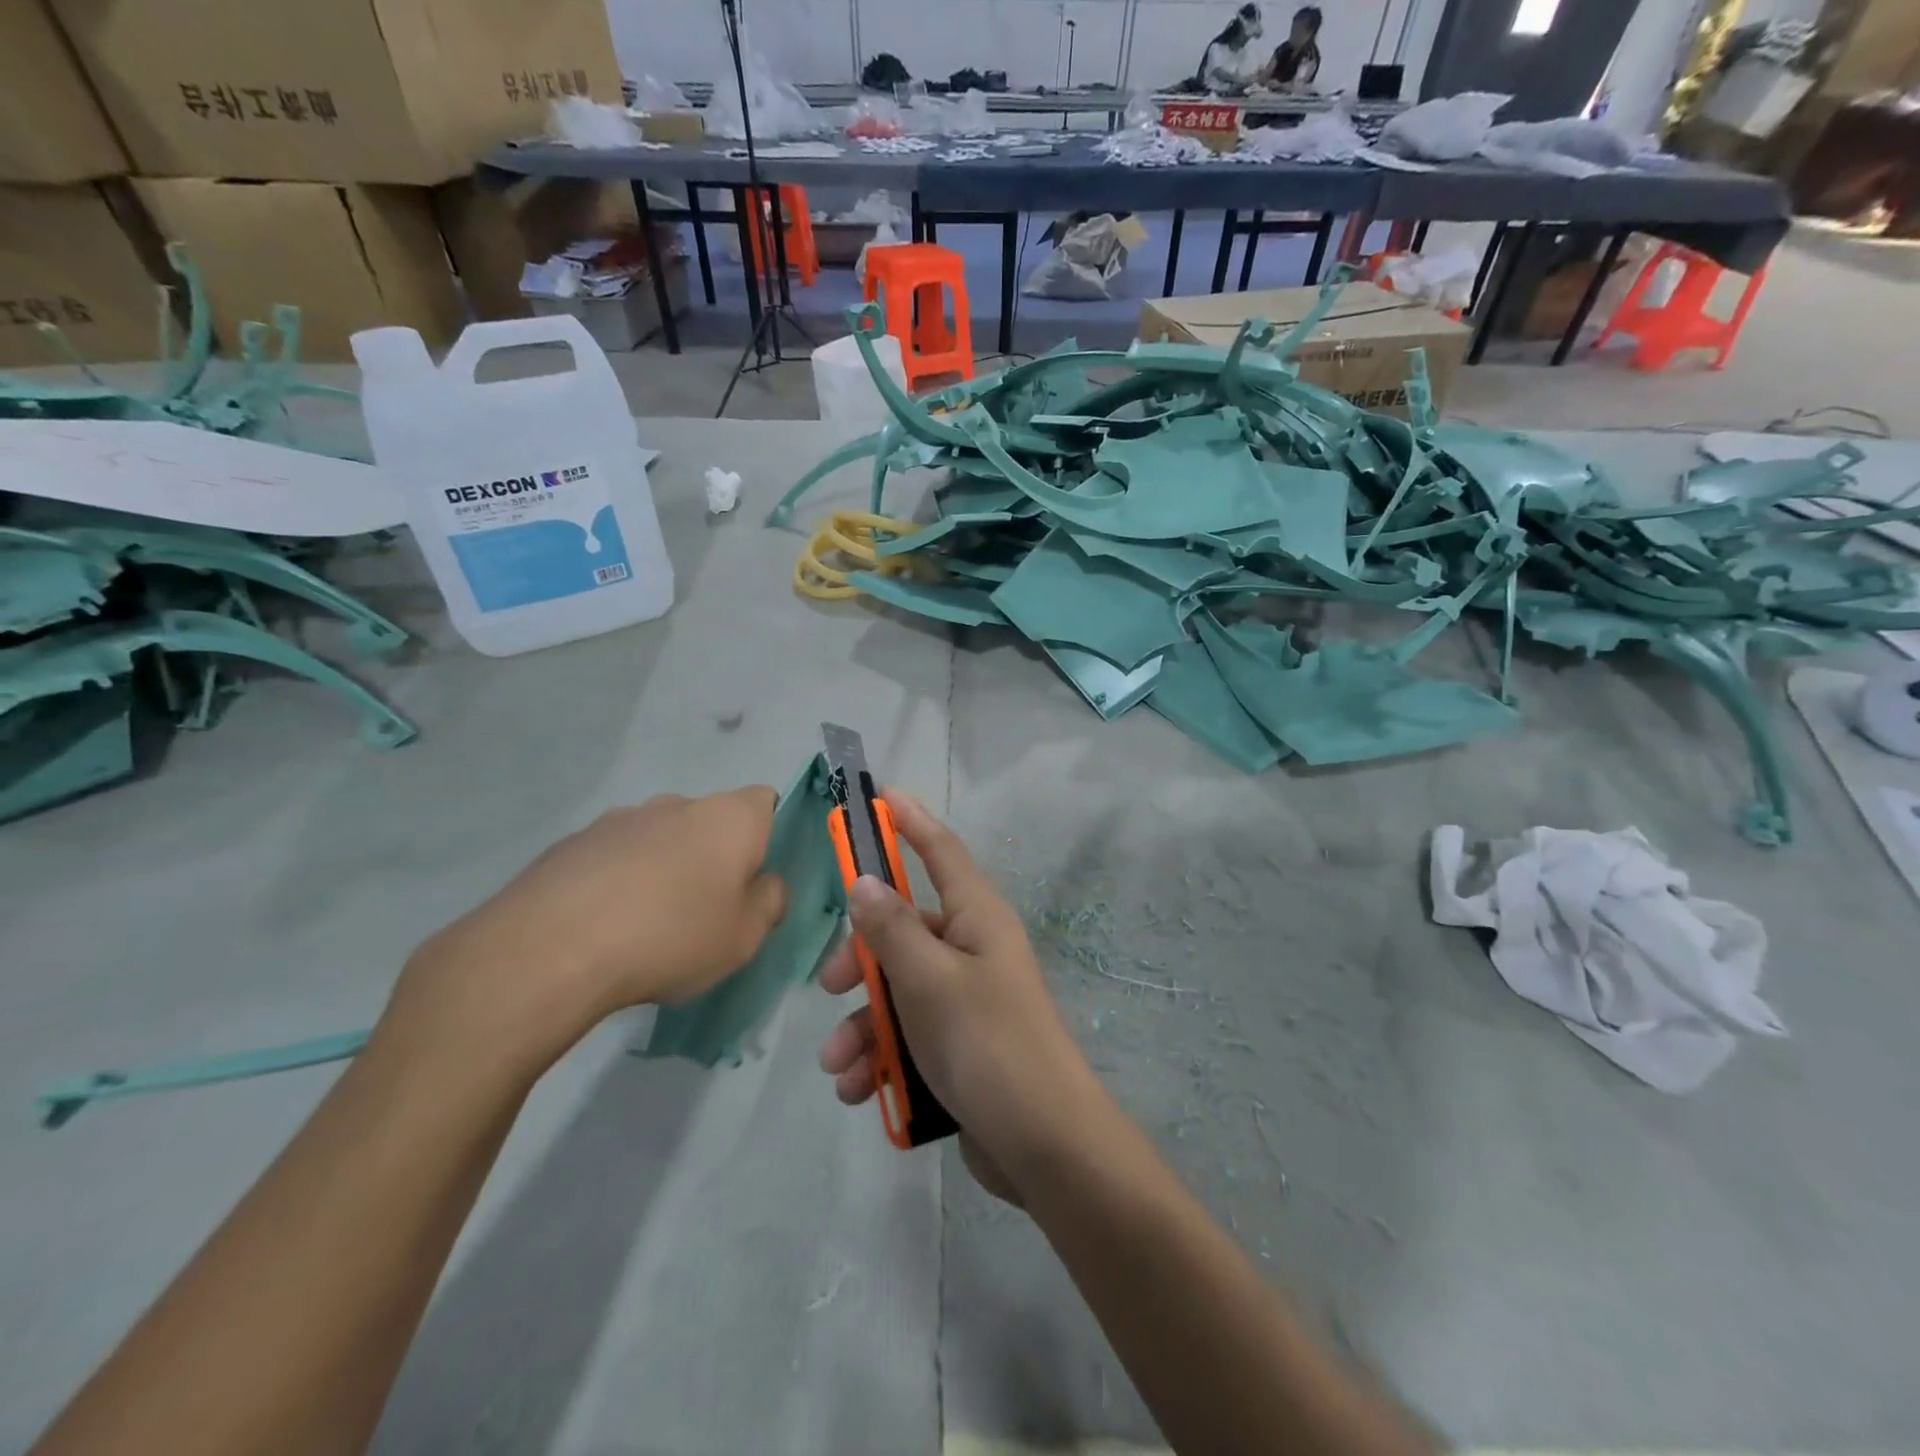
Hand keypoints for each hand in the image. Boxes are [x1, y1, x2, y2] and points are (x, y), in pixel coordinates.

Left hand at [391, 789, 788, 1070]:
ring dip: (663, 866)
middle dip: (711, 855)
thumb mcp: (744, 937)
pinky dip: (618, 879)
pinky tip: (604, 925)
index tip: (753, 876)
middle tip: (704, 909)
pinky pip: (614, 855)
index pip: (765, 801)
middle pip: (709, 821)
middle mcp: (677, 804)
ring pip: (659, 837)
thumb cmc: (671, 937)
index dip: (765, 834)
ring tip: (645, 923)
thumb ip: (769, 903)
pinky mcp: (573, 841)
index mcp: (729, 818)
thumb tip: (766, 884)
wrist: (550, 949)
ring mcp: (620, 818)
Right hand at [815, 791, 1101, 1195]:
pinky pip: (910, 1034)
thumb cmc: (986, 1043)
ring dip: (863, 1024)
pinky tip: (861, 1090)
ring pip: (899, 990)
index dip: (911, 822)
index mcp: (977, 917)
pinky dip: (882, 1056)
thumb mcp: (928, 979)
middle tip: (830, 987)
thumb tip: (864, 880)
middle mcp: (974, 948)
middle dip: (861, 959)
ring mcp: (969, 998)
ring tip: (839, 1067)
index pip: (941, 851)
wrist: (1043, 1144)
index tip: (881, 797)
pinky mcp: (961, 1045)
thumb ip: (891, 928)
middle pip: (905, 929)